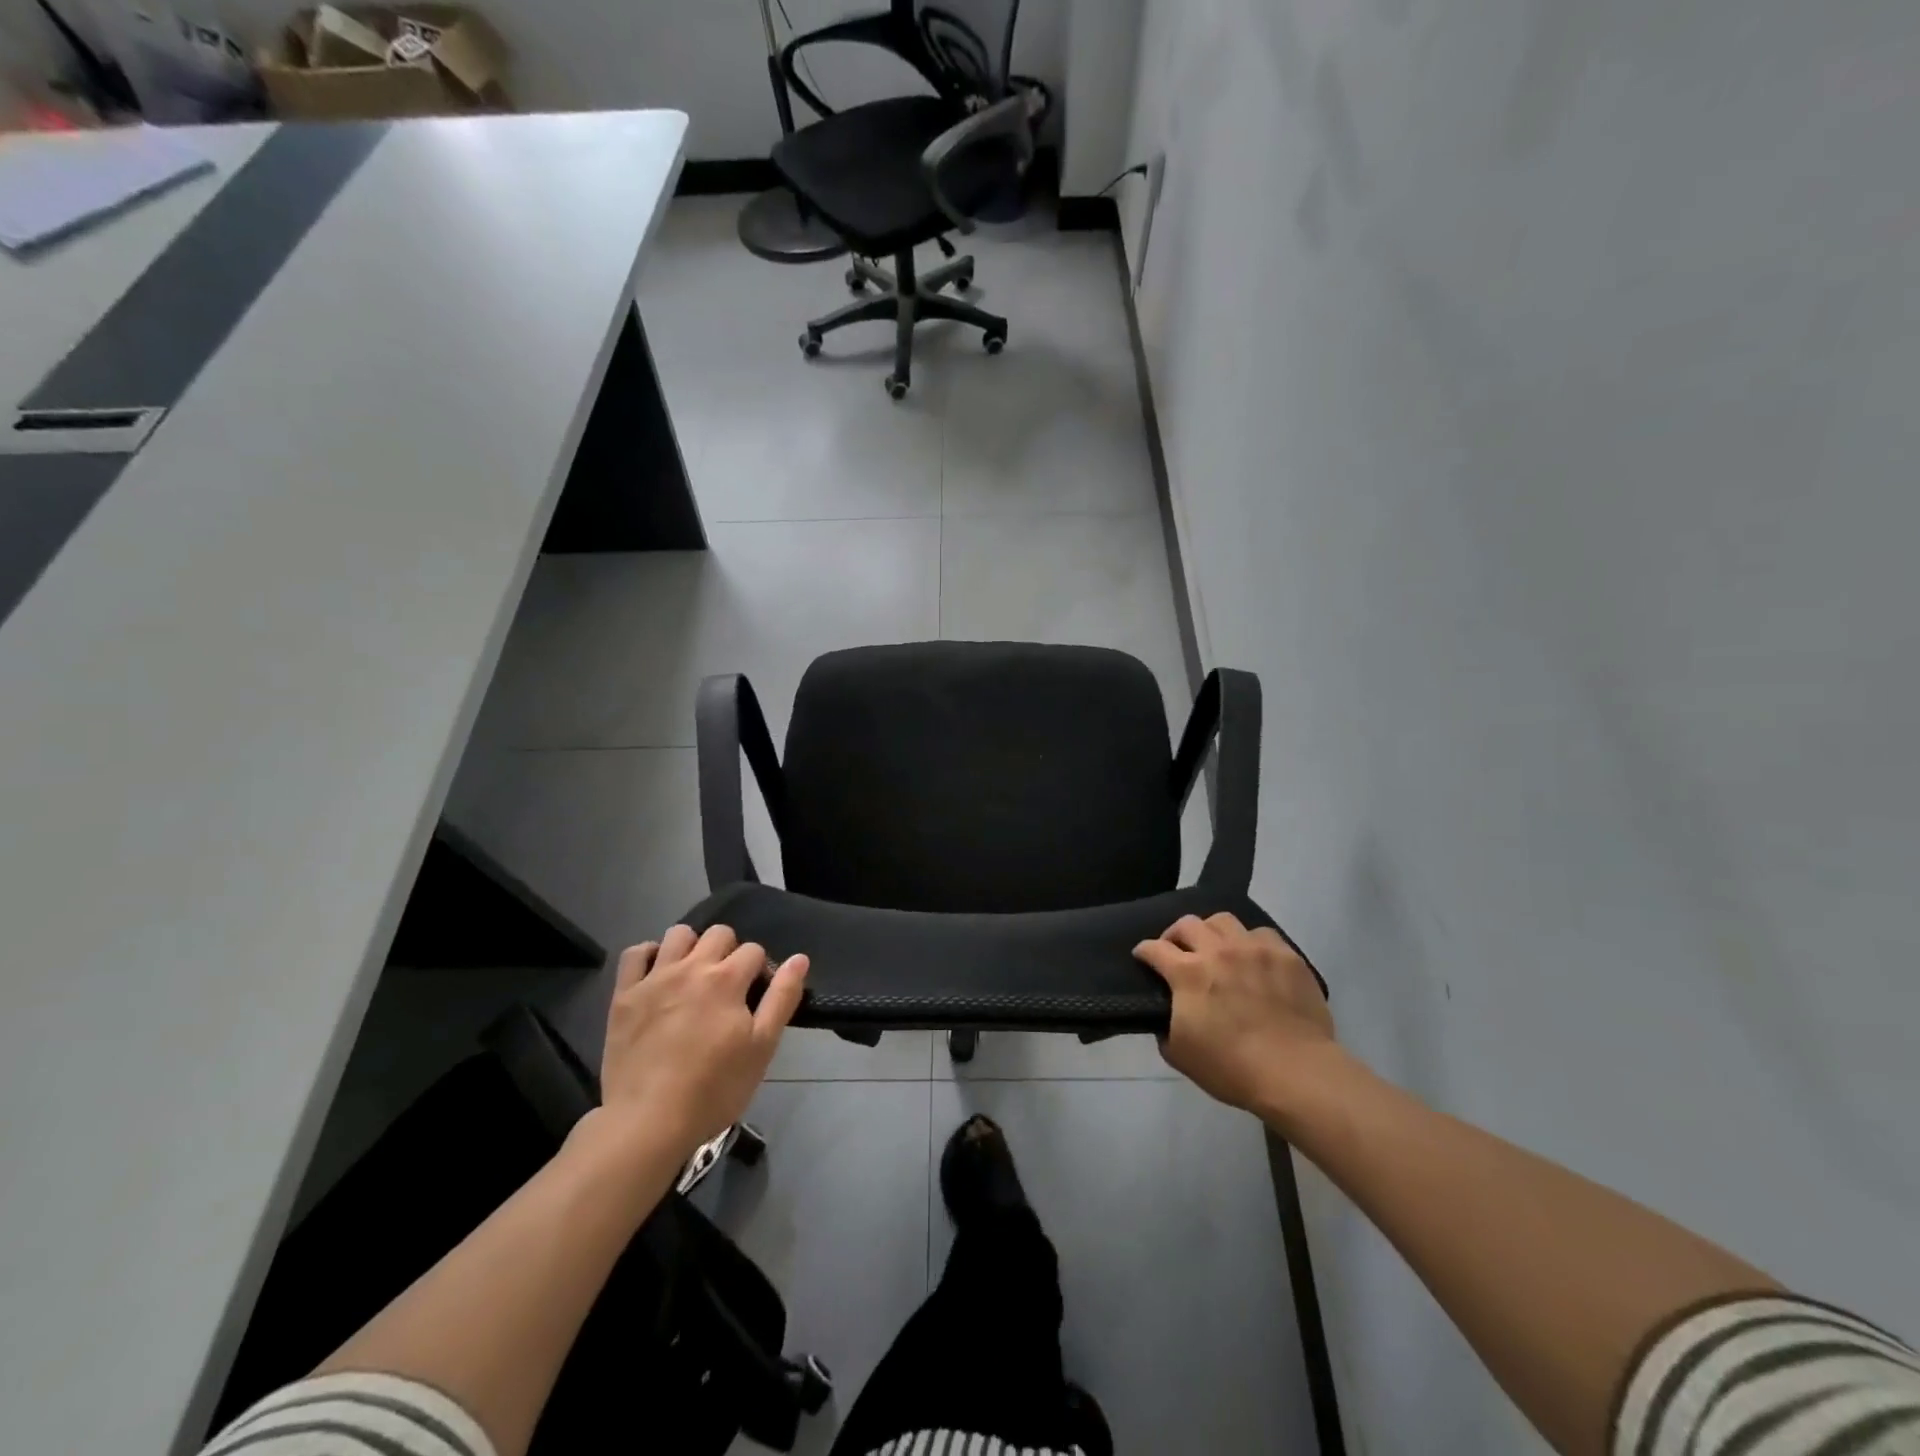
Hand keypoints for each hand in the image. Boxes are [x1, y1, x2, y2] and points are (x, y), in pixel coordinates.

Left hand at [597, 924, 807, 1161]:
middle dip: (730, 952)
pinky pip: (634, 954)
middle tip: (728, 988)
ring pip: (678, 934)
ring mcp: (654, 979)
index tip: (756, 999)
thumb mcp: (762, 1047)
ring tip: (693, 976)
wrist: (648, 1122)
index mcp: (727, 979)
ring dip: (692, 947)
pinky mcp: (624, 995)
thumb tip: (799, 959)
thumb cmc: (714, 1089)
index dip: (760, 971)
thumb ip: (782, 998)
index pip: (753, 951)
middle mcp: (691, 967)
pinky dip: (649, 955)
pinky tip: (657, 974)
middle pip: (719, 934)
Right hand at [1134, 913, 1334, 1120]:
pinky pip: (1262, 934)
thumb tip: (1165, 1015)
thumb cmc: (1232, 1068)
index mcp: (1188, 973)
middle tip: (1178, 951)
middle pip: (1187, 924)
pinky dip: (1251, 942)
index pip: (1153, 948)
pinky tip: (1253, 958)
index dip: (1143, 951)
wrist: (1295, 1073)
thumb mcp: (1180, 1055)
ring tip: (1217, 948)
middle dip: (1175, 935)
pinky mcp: (1286, 955)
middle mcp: (1218, 951)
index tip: (1142, 957)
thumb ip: (1164, 1027)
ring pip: (1223, 920)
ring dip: (1212, 932)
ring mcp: (1254, 949)